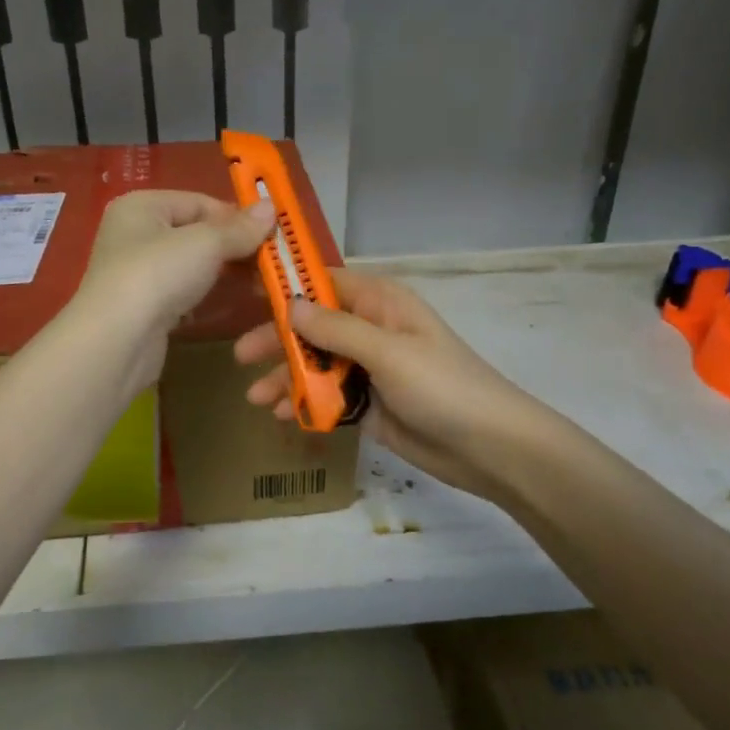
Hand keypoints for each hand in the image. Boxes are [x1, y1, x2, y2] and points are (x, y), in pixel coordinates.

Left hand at [74, 190, 274, 394]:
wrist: (117, 341)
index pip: (200, 201)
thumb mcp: (205, 243)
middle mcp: (135, 234)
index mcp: (142, 206)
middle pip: (197, 232)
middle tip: (272, 262)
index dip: (236, 216)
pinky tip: (234, 301)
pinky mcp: (145, 306)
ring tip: (262, 283)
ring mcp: (138, 272)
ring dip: (226, 271)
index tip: (272, 233)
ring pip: (192, 264)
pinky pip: (185, 291)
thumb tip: (271, 207)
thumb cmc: (157, 275)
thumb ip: (239, 228)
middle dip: (235, 246)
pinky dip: (208, 294)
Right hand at [233, 269, 544, 502]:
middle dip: (278, 340)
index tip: (246, 291)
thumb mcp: (388, 352)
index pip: (325, 282)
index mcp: (380, 303)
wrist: (488, 447)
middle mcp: (371, 330)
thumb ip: (336, 329)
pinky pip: (327, 396)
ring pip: (316, 364)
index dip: (288, 285)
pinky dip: (305, 403)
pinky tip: (283, 416)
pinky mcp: (368, 404)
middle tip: (241, 356)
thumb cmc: (442, 387)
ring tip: (256, 398)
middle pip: (313, 326)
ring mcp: (369, 368)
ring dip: (286, 377)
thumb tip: (289, 304)